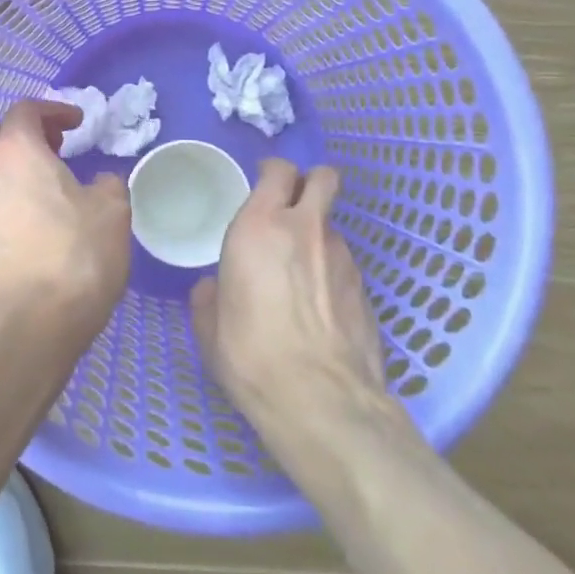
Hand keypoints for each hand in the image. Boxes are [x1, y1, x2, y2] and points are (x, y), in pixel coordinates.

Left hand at [0, 99, 130, 347]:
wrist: (32, 322)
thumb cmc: (75, 254)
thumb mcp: (112, 209)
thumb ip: (107, 182)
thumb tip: (98, 182)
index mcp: (16, 151)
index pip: (25, 110)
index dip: (53, 109)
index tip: (77, 122)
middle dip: (24, 133)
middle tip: (56, 147)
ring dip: (14, 165)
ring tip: (48, 183)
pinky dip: (8, 194)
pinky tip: (36, 217)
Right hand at [190, 160, 408, 446]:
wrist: (322, 402)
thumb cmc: (251, 354)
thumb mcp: (209, 327)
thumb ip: (209, 296)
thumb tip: (213, 288)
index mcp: (259, 226)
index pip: (278, 171)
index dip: (273, 172)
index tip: (263, 183)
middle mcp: (305, 229)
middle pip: (322, 178)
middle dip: (310, 182)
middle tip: (292, 206)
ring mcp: (341, 256)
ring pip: (332, 224)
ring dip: (317, 235)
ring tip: (302, 270)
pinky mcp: (365, 287)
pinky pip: (343, 262)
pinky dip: (331, 271)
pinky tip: (319, 305)